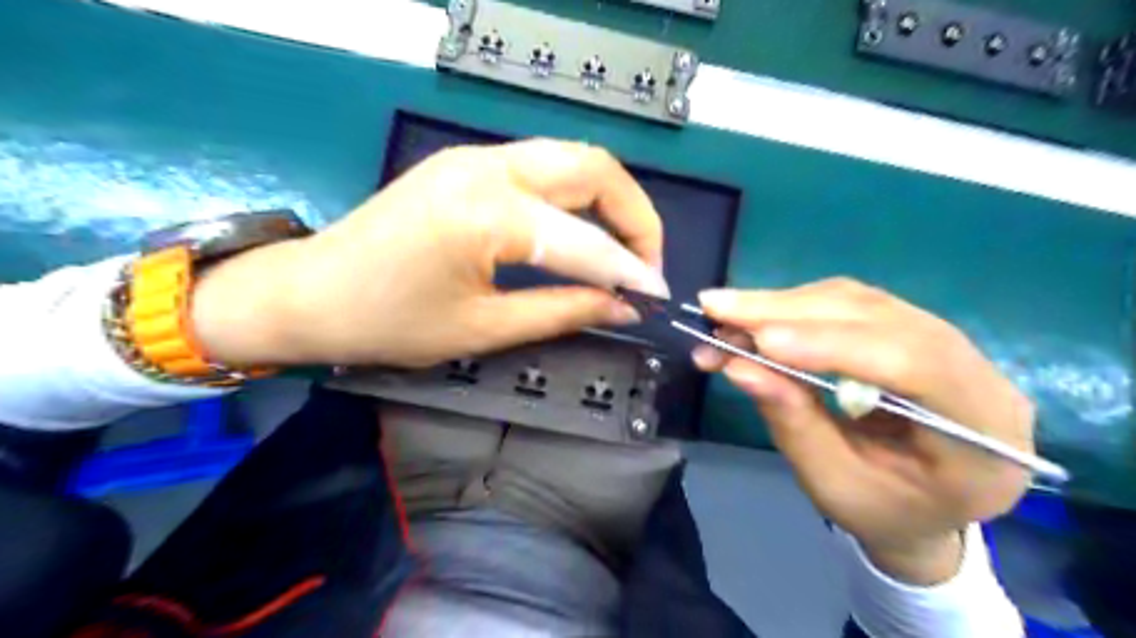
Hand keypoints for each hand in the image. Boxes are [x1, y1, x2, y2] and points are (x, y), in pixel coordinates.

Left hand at [188, 139, 668, 365]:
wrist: (310, 293)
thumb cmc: (390, 323)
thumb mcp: (485, 328)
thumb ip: (565, 311)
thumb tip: (624, 307)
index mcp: (488, 215)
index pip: (587, 242)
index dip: (631, 272)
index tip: (658, 298)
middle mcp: (489, 168)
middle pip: (594, 167)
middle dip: (635, 215)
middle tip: (646, 265)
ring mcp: (475, 156)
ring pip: (572, 158)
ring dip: (609, 201)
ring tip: (621, 251)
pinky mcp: (467, 162)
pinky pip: (543, 167)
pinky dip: (576, 196)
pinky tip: (580, 232)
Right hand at [698, 276, 1036, 585]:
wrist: (921, 508)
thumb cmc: (882, 510)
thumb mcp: (833, 484)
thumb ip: (793, 423)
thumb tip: (738, 365)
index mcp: (983, 435)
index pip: (917, 365)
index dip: (834, 345)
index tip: (760, 340)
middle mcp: (978, 373)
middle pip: (882, 318)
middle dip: (790, 311)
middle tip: (717, 307)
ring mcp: (948, 343)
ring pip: (861, 301)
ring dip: (785, 303)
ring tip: (726, 312)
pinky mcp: (910, 330)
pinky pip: (851, 304)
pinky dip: (795, 306)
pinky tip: (756, 316)